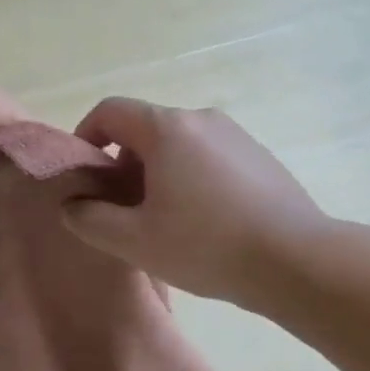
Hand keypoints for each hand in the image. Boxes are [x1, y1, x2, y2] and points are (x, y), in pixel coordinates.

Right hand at [61, 97, 329, 305]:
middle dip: (123, 163)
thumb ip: (89, 218)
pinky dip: (191, 177)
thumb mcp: (133, 240)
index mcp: (167, 128)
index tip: (85, 176)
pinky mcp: (260, 156)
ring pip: (179, 144)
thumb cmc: (205, 245)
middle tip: (122, 209)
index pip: (110, 111)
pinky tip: (204, 221)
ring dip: (157, 173)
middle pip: (145, 128)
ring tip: (164, 220)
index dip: (86, 137)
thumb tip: (72, 204)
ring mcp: (236, 135)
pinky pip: (209, 157)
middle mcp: (201, 118)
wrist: (297, 260)